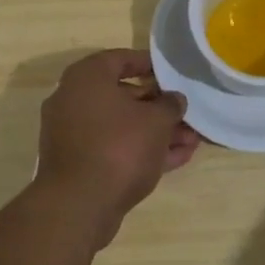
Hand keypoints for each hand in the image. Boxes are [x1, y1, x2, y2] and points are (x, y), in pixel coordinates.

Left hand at [37, 50, 199, 246]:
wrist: (78, 205)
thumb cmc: (119, 147)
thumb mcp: (156, 121)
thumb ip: (170, 105)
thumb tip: (174, 99)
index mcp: (87, 77)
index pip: (121, 58)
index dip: (150, 64)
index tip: (173, 73)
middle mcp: (73, 99)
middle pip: (123, 95)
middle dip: (159, 107)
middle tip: (186, 113)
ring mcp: (73, 133)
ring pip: (121, 126)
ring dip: (156, 132)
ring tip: (191, 140)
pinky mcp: (77, 163)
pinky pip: (113, 148)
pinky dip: (141, 150)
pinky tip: (176, 158)